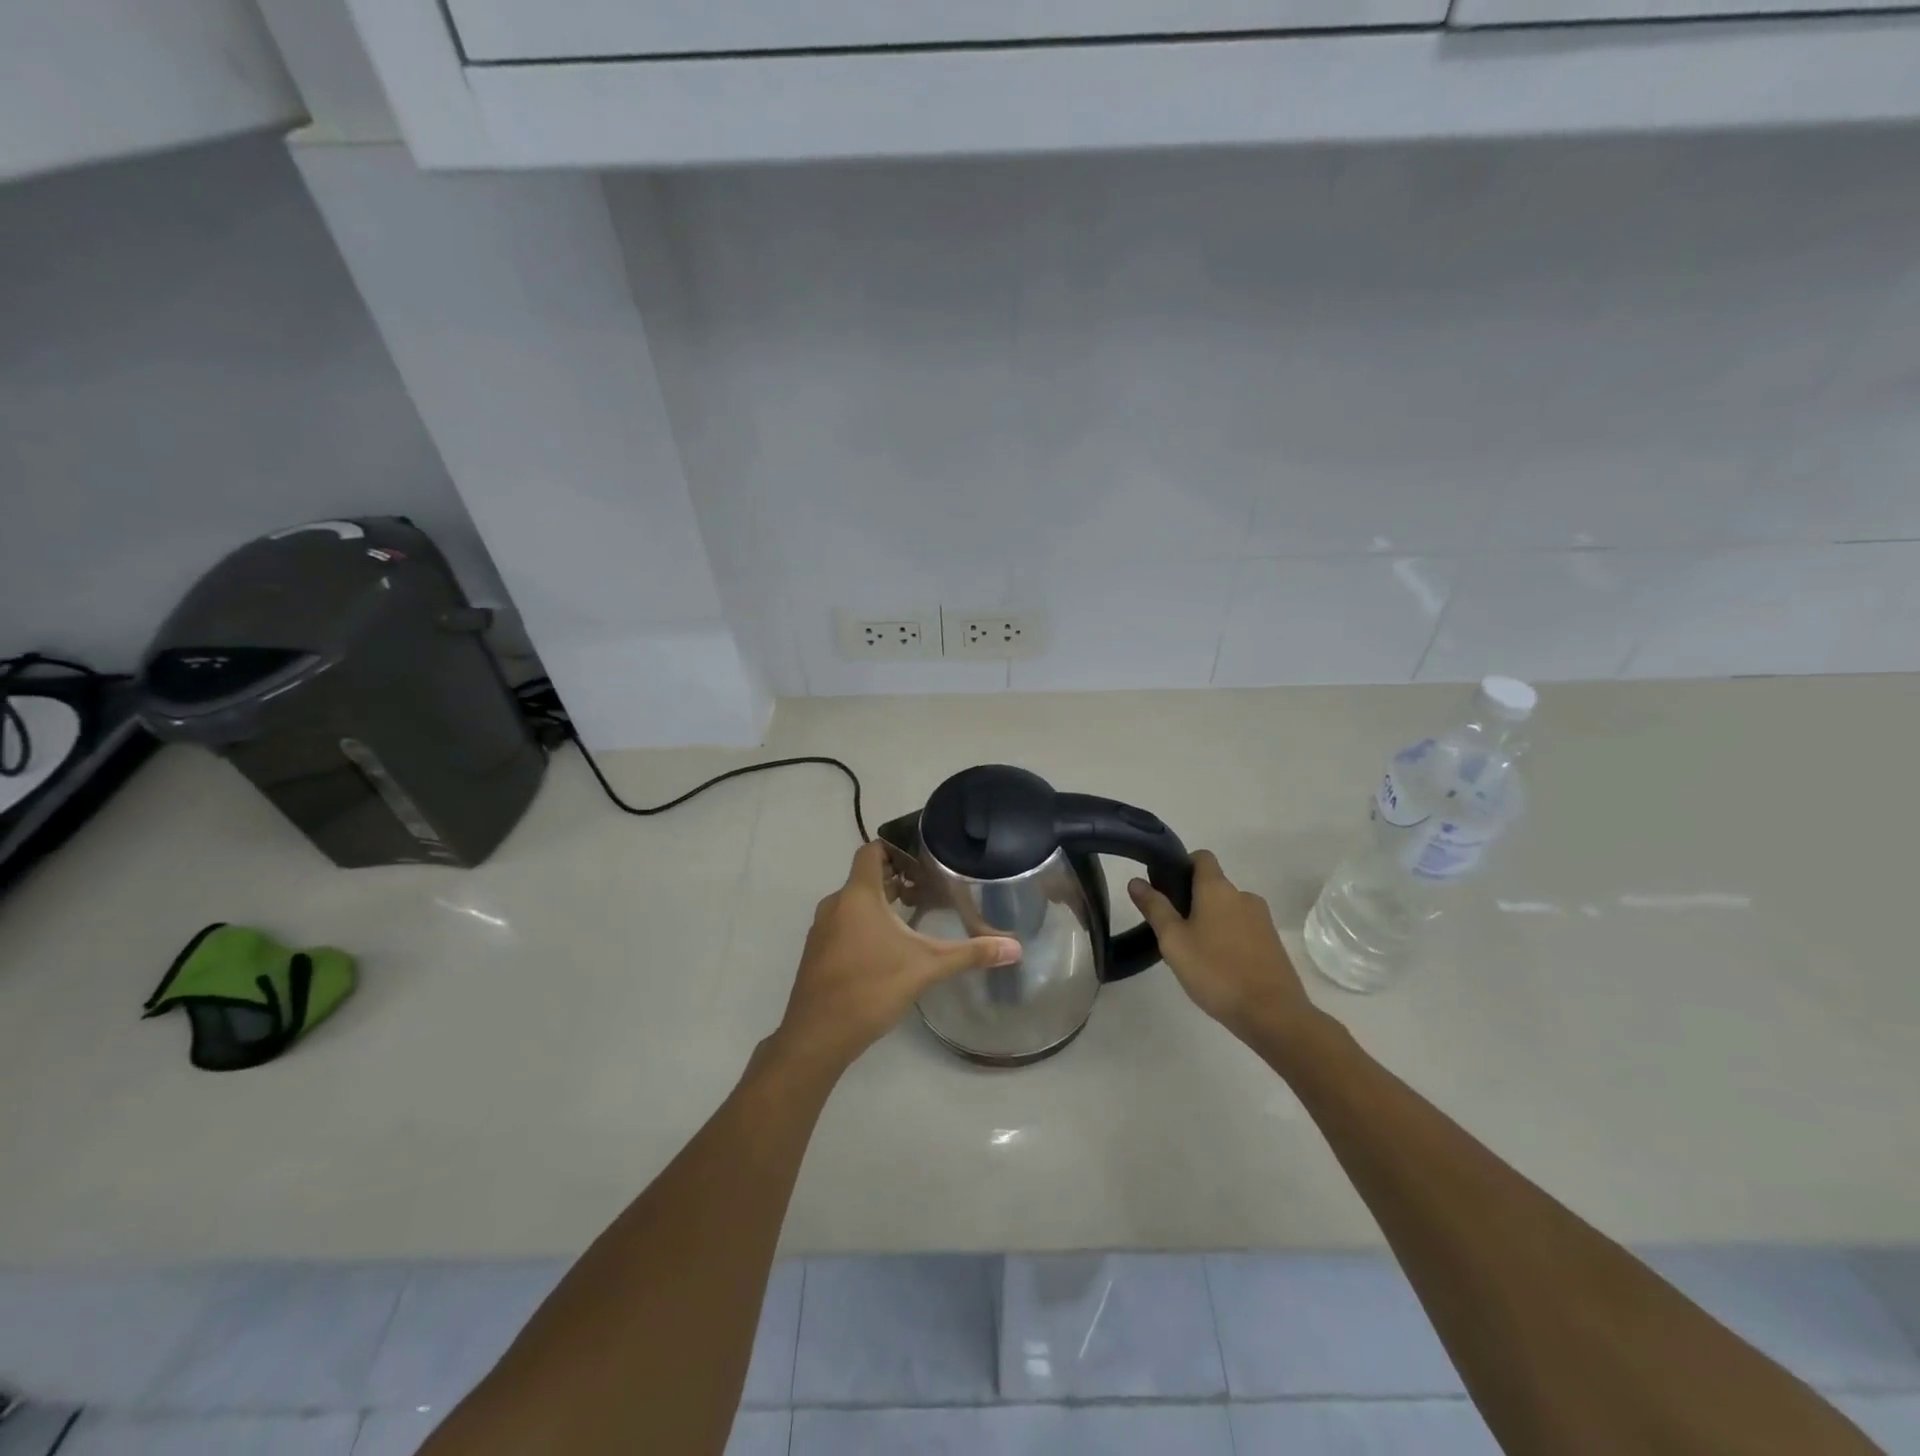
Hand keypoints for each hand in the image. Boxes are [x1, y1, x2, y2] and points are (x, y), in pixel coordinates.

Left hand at [773, 841, 1021, 1075]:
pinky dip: (864, 924)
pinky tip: (887, 948)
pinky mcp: (818, 953)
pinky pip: (843, 924)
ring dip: (880, 904)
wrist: (817, 1036)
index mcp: (858, 895)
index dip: (896, 848)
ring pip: (854, 902)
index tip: (923, 858)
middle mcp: (835, 904)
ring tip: (913, 916)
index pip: (872, 850)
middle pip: (866, 877)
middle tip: (928, 888)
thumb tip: (1015, 948)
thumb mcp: (927, 968)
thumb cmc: (871, 988)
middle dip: (896, 878)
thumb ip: (970, 954)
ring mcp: (822, 930)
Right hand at [1129, 851, 1311, 1042]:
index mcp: (1218, 888)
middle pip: (1213, 885)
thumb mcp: (1174, 941)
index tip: (1166, 887)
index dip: (1182, 865)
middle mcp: (1243, 895)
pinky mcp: (1272, 943)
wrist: (1272, 1014)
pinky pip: (1243, 929)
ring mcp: (1262, 920)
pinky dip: (1228, 938)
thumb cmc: (1215, 971)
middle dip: (1192, 900)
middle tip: (1172, 929)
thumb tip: (1136, 881)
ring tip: (1194, 952)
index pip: (1201, 857)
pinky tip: (1218, 966)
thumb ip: (1155, 908)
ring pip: (1228, 909)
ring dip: (1211, 921)